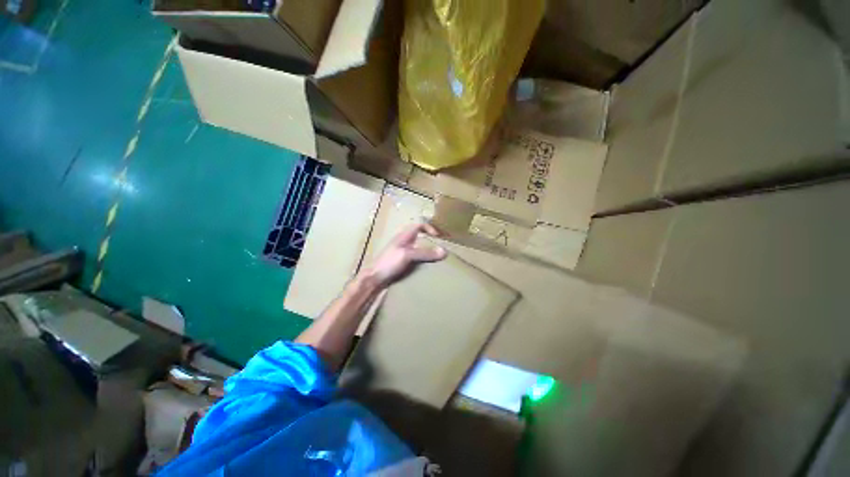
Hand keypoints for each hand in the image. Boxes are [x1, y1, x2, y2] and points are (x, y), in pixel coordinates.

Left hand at [360, 223, 447, 287]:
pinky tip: (426, 265)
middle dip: (430, 239)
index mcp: (404, 236)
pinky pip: (415, 256)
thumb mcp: (408, 255)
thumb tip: (444, 251)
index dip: (429, 228)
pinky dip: (422, 258)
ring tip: (436, 257)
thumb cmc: (389, 262)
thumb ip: (425, 253)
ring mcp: (402, 251)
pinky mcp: (401, 261)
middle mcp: (404, 241)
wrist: (375, 277)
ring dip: (426, 250)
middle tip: (440, 247)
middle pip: (419, 235)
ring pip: (417, 246)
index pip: (418, 225)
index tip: (438, 237)